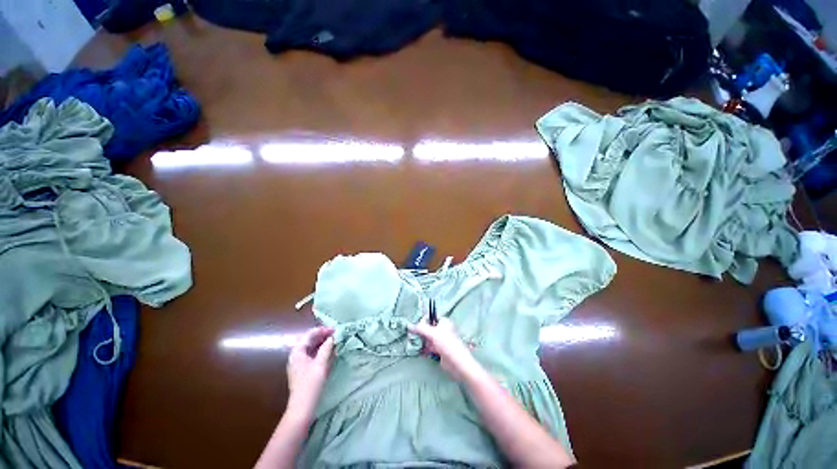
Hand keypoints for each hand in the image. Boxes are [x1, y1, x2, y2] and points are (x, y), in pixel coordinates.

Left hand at [287, 326, 334, 412]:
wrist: (302, 406)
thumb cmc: (311, 383)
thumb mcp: (321, 363)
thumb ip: (327, 348)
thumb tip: (332, 337)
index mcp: (297, 352)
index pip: (310, 334)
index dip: (322, 330)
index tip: (334, 329)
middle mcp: (296, 355)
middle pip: (310, 340)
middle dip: (323, 336)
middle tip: (336, 334)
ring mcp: (299, 363)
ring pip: (311, 348)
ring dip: (323, 343)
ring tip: (335, 341)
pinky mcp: (303, 370)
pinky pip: (312, 355)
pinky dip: (321, 351)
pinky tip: (330, 352)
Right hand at [408, 317, 480, 380]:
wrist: (457, 363)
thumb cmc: (447, 344)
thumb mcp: (433, 334)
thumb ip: (421, 328)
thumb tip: (410, 326)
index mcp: (444, 322)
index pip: (431, 318)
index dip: (423, 321)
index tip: (416, 326)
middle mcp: (442, 330)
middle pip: (428, 328)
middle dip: (421, 332)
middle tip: (413, 335)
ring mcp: (441, 340)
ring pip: (428, 338)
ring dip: (422, 341)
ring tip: (414, 343)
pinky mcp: (439, 350)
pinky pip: (429, 347)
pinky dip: (424, 348)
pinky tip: (420, 351)